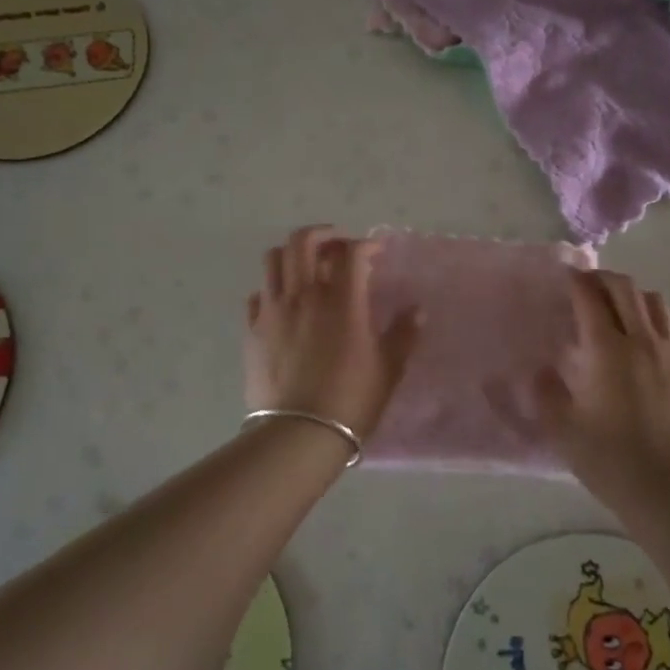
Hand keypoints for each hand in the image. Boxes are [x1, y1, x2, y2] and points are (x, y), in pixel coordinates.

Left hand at [244, 226, 420, 444]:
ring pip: (274, 259)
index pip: (352, 253)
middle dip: (323, 235)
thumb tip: (417, 309)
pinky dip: (273, 288)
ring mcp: (273, 310)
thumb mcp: (389, 368)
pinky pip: (259, 294)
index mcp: (342, 301)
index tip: (376, 253)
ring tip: (306, 267)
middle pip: (303, 241)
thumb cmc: (351, 400)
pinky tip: (285, 304)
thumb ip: (404, 333)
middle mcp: (304, 295)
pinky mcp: (253, 329)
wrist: (298, 434)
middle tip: (336, 246)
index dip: (366, 245)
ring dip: (292, 254)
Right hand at [507, 269, 669, 496]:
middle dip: (604, 280)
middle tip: (589, 285)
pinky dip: (659, 320)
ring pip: (656, 302)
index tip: (567, 277)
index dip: (577, 281)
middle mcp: (642, 340)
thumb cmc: (610, 459)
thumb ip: (545, 393)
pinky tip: (651, 337)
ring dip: (634, 296)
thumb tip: (542, 370)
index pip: (590, 298)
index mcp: (607, 350)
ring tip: (621, 307)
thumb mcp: (561, 429)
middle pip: (625, 290)